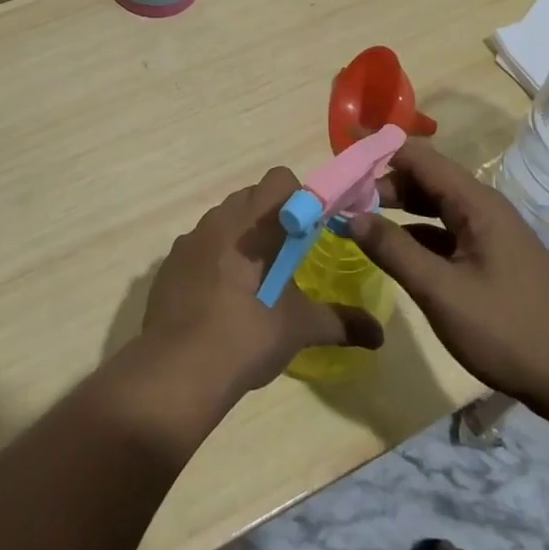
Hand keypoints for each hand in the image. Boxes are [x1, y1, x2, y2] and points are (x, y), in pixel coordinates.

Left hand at [141, 167, 385, 399]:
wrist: (176, 370)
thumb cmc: (246, 335)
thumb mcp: (299, 328)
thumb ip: (340, 322)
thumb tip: (379, 335)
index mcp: (253, 222)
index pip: (280, 180)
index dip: (300, 200)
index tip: (311, 234)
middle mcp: (218, 219)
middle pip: (252, 197)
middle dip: (273, 219)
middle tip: (289, 259)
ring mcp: (189, 240)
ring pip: (223, 220)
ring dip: (243, 238)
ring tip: (255, 281)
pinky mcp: (169, 263)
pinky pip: (200, 246)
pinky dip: (215, 259)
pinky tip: (221, 298)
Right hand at [346, 138, 548, 418]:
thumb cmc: (506, 330)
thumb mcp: (440, 291)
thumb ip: (393, 250)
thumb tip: (351, 216)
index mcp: (476, 204)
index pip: (419, 157)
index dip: (379, 151)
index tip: (342, 153)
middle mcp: (484, 207)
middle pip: (426, 178)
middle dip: (383, 183)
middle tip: (343, 199)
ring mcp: (491, 233)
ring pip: (435, 204)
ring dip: (398, 208)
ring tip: (359, 220)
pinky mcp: (493, 257)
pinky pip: (446, 230)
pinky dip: (416, 232)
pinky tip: (395, 249)